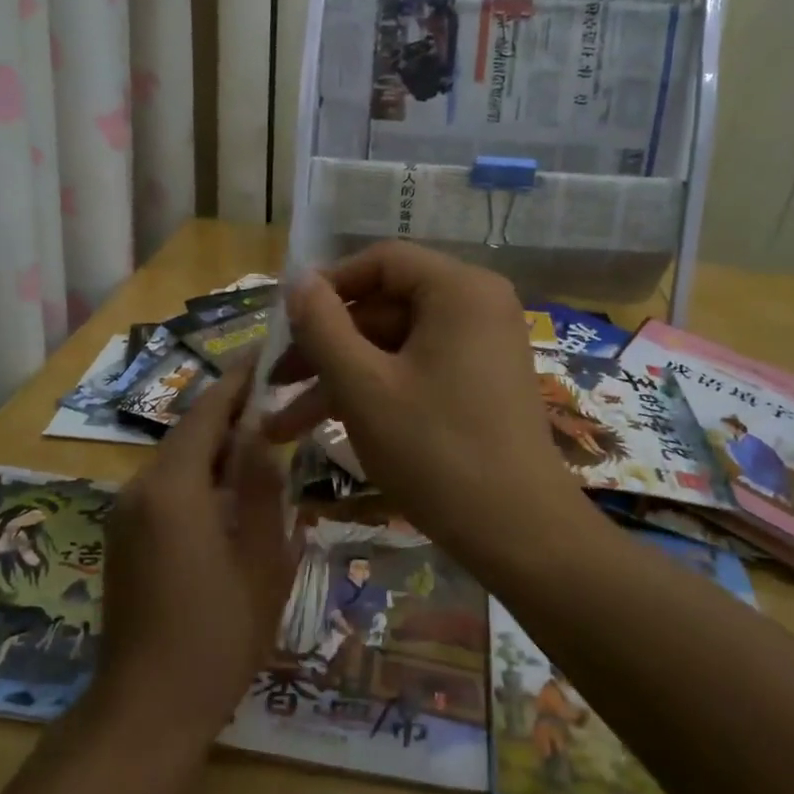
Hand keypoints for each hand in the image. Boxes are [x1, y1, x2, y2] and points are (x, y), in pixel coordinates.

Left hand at [94, 360, 297, 742]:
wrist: (145, 710)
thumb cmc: (216, 637)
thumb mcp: (259, 560)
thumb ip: (260, 488)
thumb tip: (262, 432)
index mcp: (173, 489)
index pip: (206, 413)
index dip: (237, 381)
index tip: (266, 353)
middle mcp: (139, 490)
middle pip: (189, 434)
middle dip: (231, 413)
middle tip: (278, 399)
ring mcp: (125, 515)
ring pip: (178, 462)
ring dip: (216, 448)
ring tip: (264, 441)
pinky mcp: (123, 538)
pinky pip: (166, 490)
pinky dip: (200, 478)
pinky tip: (233, 492)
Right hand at [262, 242, 576, 546]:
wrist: (518, 532)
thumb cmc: (435, 450)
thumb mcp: (363, 386)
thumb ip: (322, 326)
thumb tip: (298, 279)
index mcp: (458, 289)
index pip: (380, 262)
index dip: (326, 287)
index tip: (285, 324)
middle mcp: (477, 306)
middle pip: (384, 307)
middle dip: (324, 349)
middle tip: (276, 385)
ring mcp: (481, 347)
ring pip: (393, 347)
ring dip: (339, 381)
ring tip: (283, 426)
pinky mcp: (479, 384)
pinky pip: (416, 371)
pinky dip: (375, 394)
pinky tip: (329, 429)